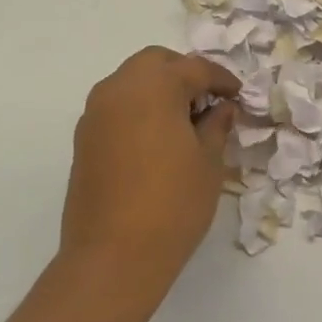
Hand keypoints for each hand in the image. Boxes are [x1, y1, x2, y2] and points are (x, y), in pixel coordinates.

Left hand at [60, 47, 240, 299]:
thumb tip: (222, 108)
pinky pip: (116, 106)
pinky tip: (158, 139)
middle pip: (156, 63)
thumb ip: (216, 126)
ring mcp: (96, 113)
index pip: (195, 68)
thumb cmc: (172, 204)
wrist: (112, 258)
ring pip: (132, 81)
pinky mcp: (84, 139)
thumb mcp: (209, 162)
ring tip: (184, 121)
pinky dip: (139, 109)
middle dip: (184, 74)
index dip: (221, 80)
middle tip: (208, 100)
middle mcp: (119, 88)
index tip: (238, 96)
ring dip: (158, 89)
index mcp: (154, 85)